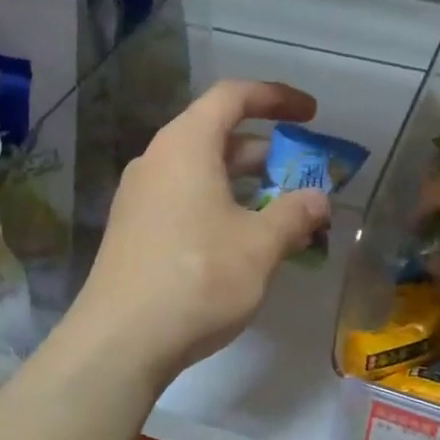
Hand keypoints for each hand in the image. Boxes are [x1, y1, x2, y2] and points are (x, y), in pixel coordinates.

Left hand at [68, 79, 331, 389]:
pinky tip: (246, 243)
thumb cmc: (197, 278)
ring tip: (284, 214)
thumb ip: (295, 214)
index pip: (232, 96)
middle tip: (304, 176)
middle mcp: (158, 161)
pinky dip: (222, 206)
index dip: (276, 97)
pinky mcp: (135, 230)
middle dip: (267, 152)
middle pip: (218, 135)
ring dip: (247, 185)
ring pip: (203, 172)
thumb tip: (320, 199)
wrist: (120, 342)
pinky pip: (186, 200)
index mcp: (186, 146)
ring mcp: (141, 197)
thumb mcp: (260, 245)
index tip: (311, 114)